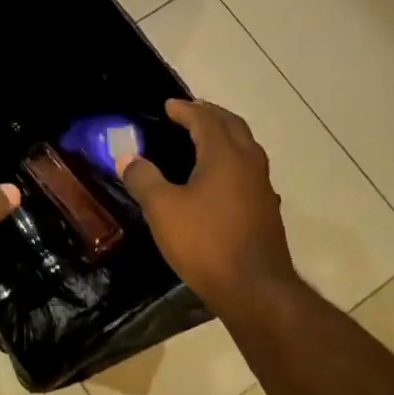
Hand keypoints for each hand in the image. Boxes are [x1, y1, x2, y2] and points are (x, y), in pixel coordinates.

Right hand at [119, 99, 299, 313]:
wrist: (254, 288)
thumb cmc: (205, 242)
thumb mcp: (162, 209)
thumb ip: (143, 179)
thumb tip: (127, 158)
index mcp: (224, 155)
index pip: (205, 119)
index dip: (185, 109)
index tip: (168, 105)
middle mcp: (249, 162)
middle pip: (233, 125)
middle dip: (210, 114)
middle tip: (189, 112)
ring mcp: (262, 186)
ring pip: (245, 146)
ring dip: (225, 134)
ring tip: (203, 138)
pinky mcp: (266, 208)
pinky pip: (248, 168)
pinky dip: (232, 158)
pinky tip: (219, 176)